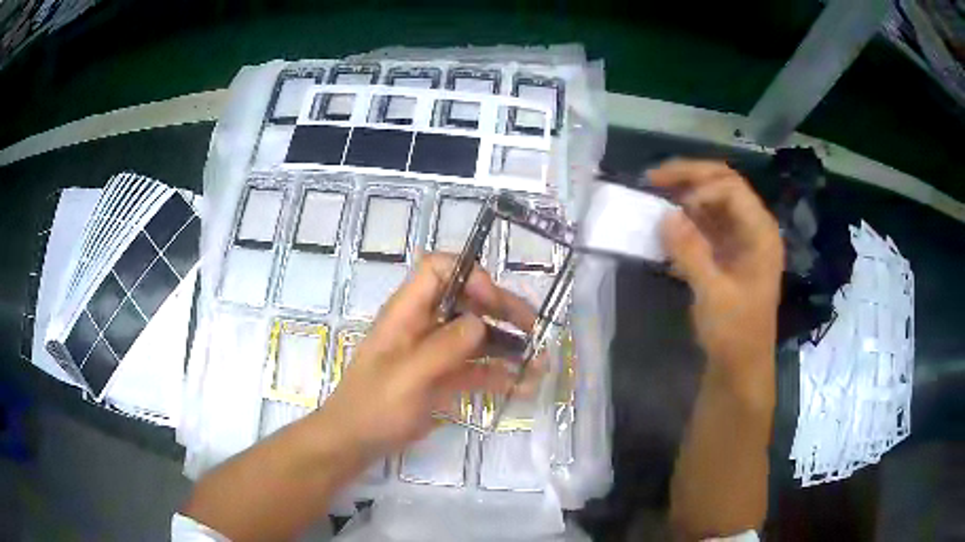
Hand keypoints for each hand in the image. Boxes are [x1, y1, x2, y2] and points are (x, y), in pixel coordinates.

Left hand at [317, 252, 536, 459]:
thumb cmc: (375, 405)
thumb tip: (480, 323)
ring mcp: (436, 351)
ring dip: (509, 345)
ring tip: (540, 362)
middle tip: (535, 330)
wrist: (357, 440)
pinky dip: (501, 374)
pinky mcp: (444, 376)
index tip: (493, 303)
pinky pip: (477, 367)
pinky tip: (525, 386)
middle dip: (503, 311)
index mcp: (407, 311)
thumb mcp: (408, 376)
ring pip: (478, 335)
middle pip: (468, 301)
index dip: (469, 276)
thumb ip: (444, 347)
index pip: (438, 269)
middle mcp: (424, 323)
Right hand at [652, 160, 783, 381]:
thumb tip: (665, 216)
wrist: (740, 366)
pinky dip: (684, 218)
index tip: (671, 206)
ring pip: (712, 200)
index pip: (731, 188)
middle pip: (723, 183)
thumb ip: (690, 252)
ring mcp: (740, 239)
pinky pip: (705, 223)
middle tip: (654, 179)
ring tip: (654, 193)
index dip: (700, 188)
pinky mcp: (726, 252)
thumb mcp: (713, 294)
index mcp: (760, 233)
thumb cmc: (735, 333)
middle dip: (689, 176)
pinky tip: (665, 223)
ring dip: (684, 193)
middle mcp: (752, 228)